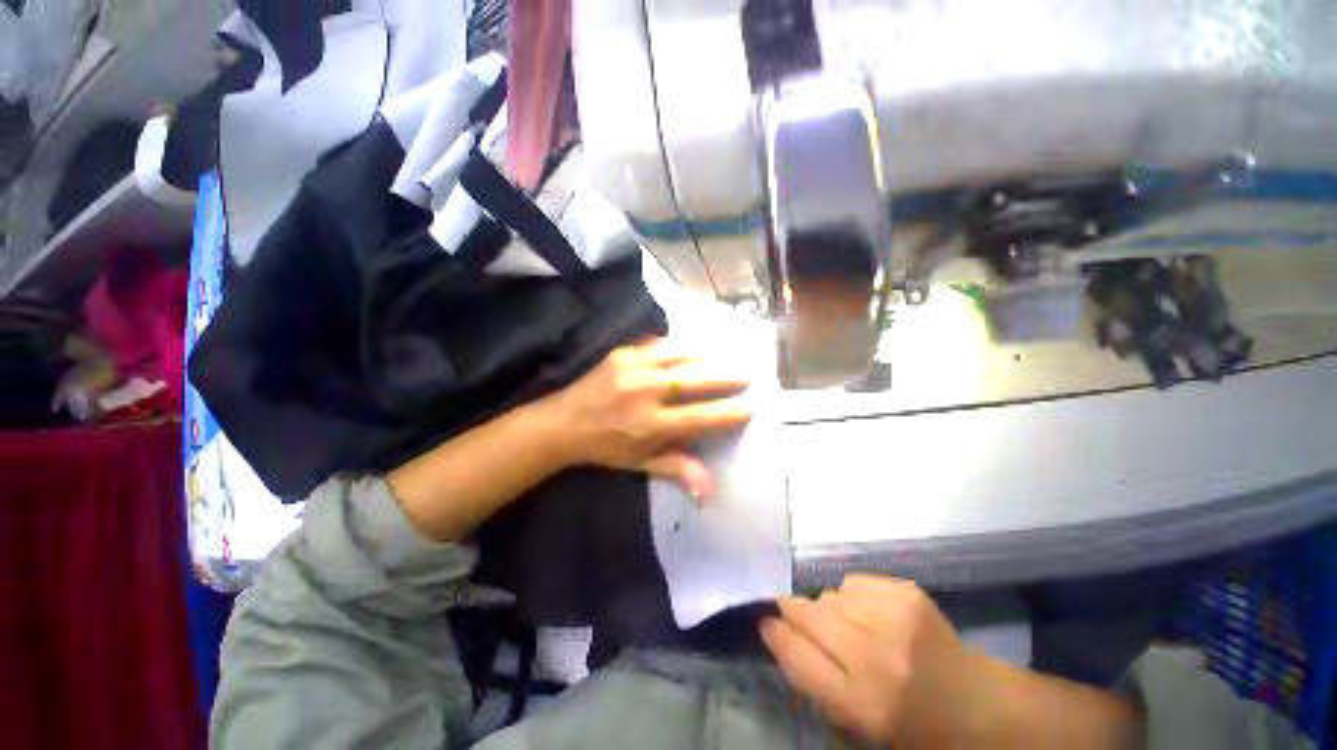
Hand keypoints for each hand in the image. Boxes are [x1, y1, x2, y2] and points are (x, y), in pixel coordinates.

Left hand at [540, 338, 751, 498]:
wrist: (563, 422)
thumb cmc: (606, 448)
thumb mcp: (640, 463)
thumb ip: (677, 468)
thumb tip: (711, 488)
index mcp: (650, 425)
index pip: (700, 417)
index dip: (728, 413)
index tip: (748, 409)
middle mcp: (646, 393)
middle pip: (696, 381)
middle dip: (727, 378)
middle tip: (748, 376)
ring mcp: (634, 368)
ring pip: (682, 357)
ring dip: (708, 357)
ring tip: (727, 358)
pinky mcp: (624, 353)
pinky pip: (661, 345)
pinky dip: (682, 347)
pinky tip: (695, 347)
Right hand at [760, 576, 986, 745]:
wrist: (978, 705)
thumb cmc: (912, 725)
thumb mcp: (857, 723)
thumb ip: (814, 679)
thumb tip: (778, 631)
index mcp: (863, 704)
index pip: (799, 657)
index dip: (776, 634)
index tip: (765, 622)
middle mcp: (877, 657)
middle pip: (810, 615)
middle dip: (793, 610)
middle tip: (792, 611)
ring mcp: (895, 619)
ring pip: (830, 595)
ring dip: (827, 606)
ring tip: (844, 623)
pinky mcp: (908, 593)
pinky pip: (854, 581)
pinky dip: (851, 594)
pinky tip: (868, 612)